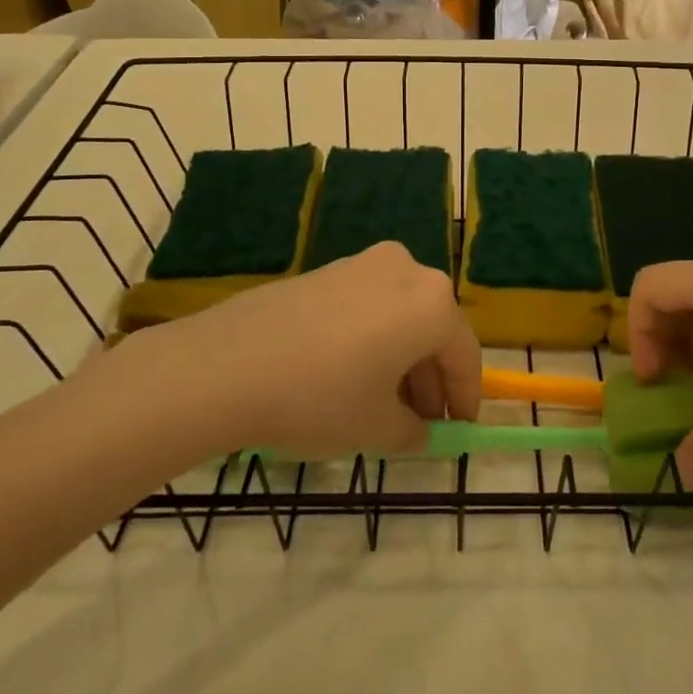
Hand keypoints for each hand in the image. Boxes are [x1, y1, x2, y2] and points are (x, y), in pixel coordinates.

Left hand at [123, 241, 483, 459]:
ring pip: (400, 315)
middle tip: (419, 421)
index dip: (465, 397)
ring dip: (401, 358)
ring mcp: (363, 264)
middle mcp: (406, 270)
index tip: (459, 429)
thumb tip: (419, 429)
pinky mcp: (328, 269)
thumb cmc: (319, 397)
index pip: (464, 354)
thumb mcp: (375, 427)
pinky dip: (372, 338)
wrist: (227, 364)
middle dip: (430, 378)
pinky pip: (368, 306)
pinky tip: (349, 374)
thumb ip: (411, 429)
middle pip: (433, 329)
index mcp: (431, 303)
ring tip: (381, 403)